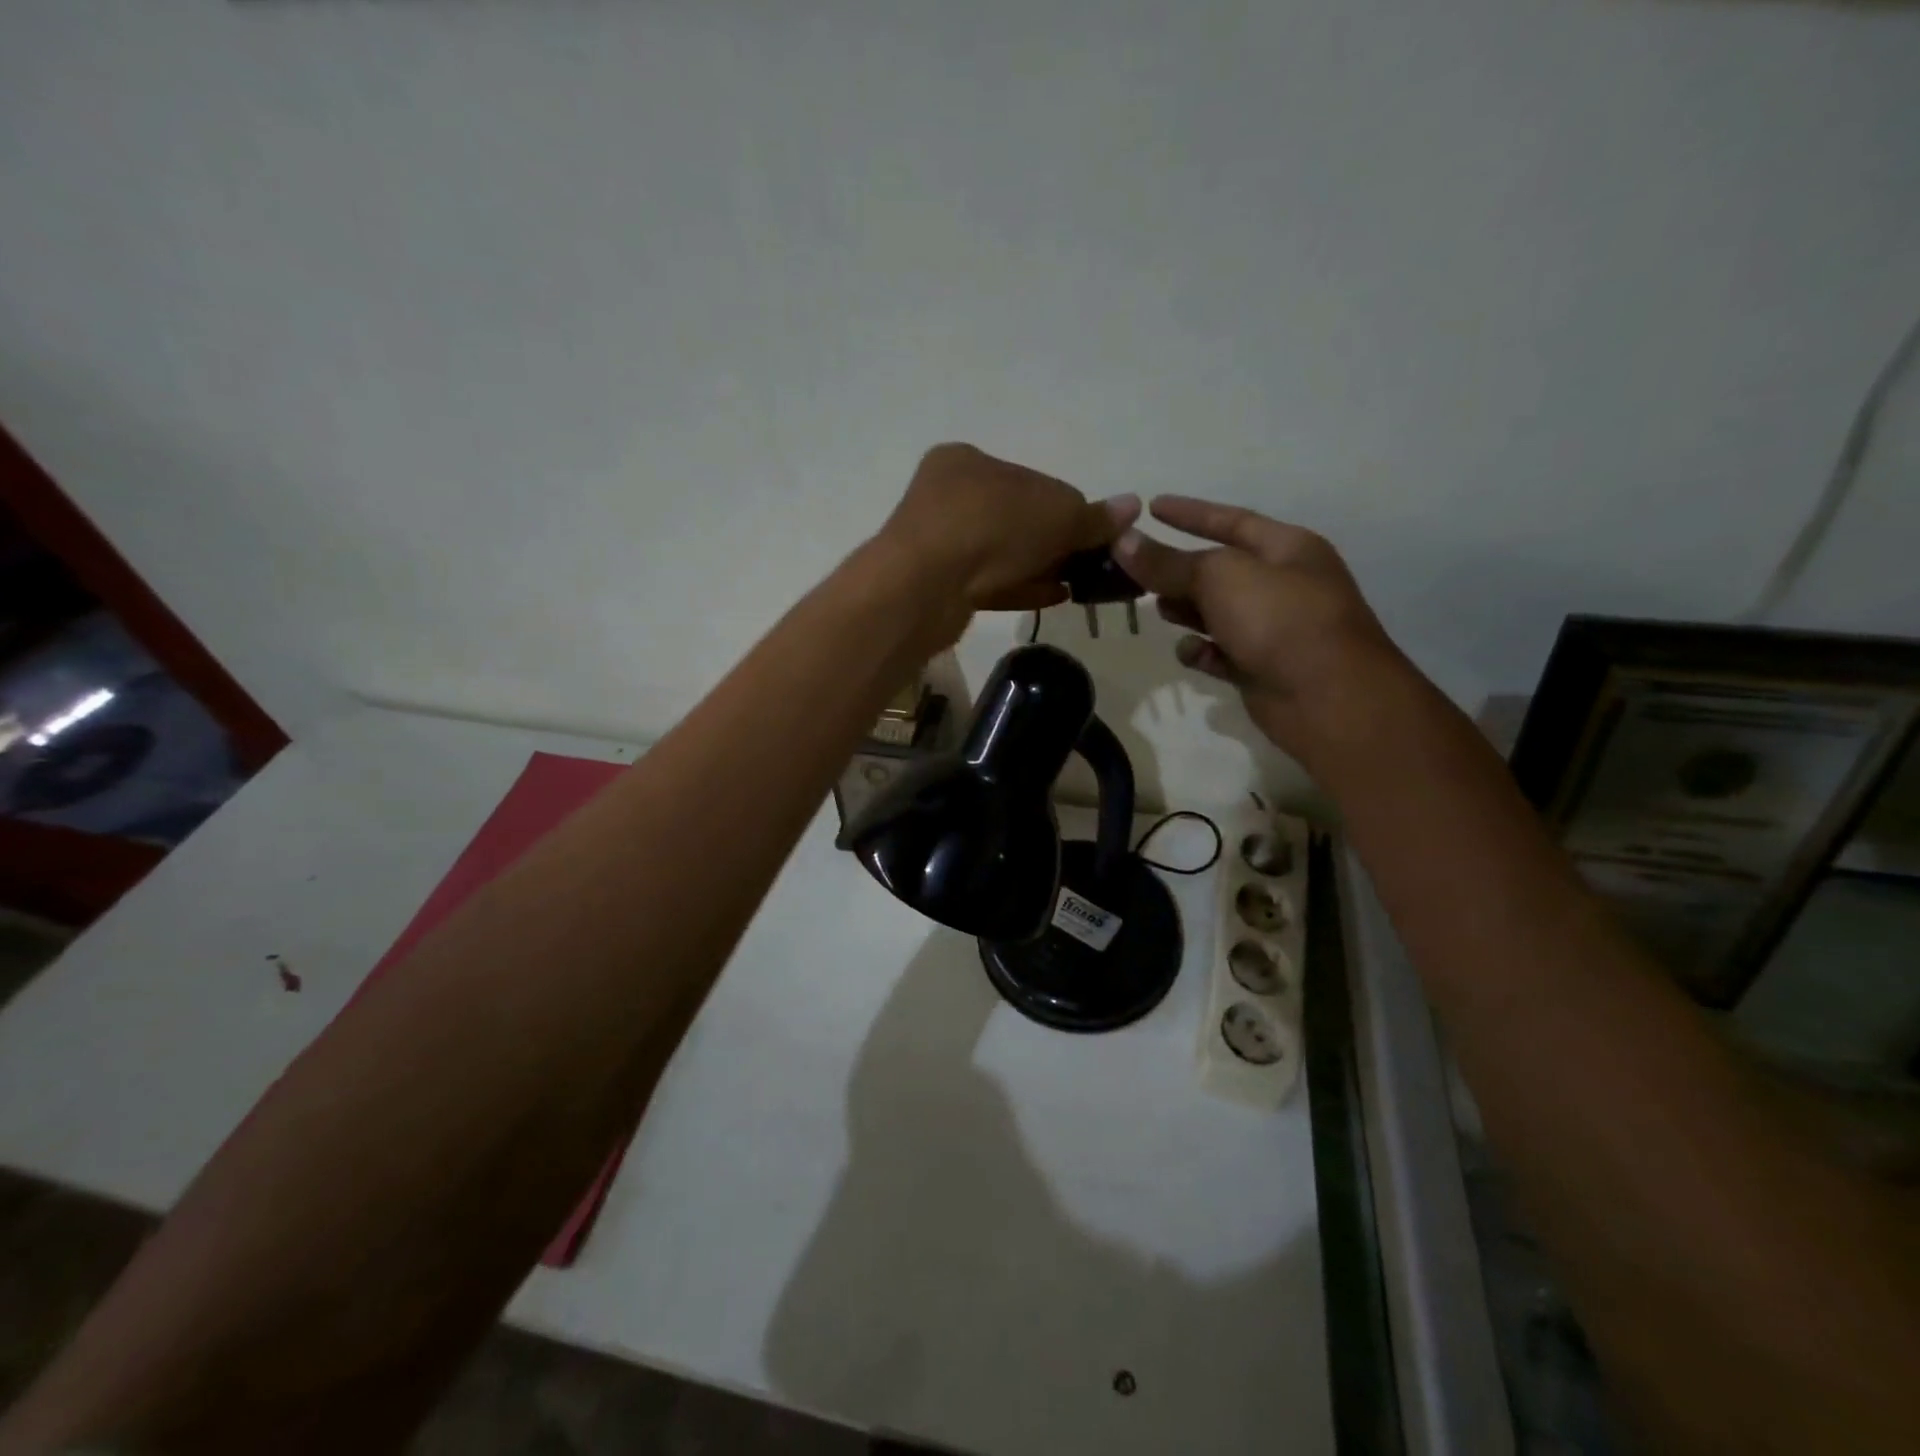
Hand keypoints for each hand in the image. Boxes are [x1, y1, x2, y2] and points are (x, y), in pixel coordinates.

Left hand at [879, 443, 1139, 613]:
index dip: (1067, 509)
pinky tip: (1051, 597)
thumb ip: (1093, 516)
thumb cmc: (991, 528)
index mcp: (967, 461)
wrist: (923, 587)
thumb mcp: (1056, 515)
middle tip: (1088, 565)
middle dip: (1055, 542)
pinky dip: (1020, 587)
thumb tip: (1132, 507)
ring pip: (1001, 554)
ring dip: (1040, 567)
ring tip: (1076, 585)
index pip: (1032, 480)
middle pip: (1017, 518)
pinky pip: (987, 583)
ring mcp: (938, 544)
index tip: (1093, 535)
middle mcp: (947, 496)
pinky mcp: (937, 585)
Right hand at [1114, 496, 1409, 761]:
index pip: (1231, 521)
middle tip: (1137, 572)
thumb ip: (1167, 562)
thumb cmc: (1279, 619)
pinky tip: (1190, 652)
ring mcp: (1273, 629)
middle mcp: (1283, 585)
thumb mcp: (1219, 578)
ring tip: (1157, 610)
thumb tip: (1122, 540)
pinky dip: (1203, 651)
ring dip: (1187, 610)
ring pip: (1217, 613)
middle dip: (1180, 570)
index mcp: (1287, 549)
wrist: (1327, 697)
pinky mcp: (1261, 668)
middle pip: (1219, 570)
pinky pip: (1221, 653)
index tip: (1151, 506)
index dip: (1190, 513)